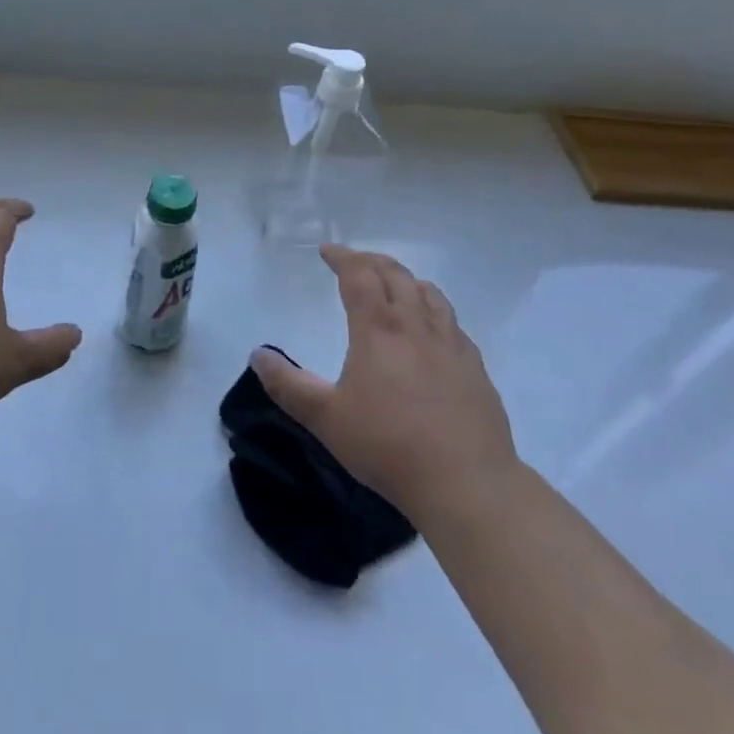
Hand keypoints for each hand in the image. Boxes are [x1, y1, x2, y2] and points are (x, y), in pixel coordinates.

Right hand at [251, 245, 518, 526]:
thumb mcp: (326, 419)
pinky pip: (452, 322)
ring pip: (428, 293)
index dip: (342, 257)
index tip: (328, 251)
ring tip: (395, 285)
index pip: (358, 275)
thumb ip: (288, 386)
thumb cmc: (388, 446)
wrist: (466, 482)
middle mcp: (415, 324)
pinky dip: (434, 310)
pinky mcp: (474, 366)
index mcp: (378, 328)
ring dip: (406, 280)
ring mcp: (450, 343)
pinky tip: (433, 330)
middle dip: (372, 262)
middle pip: (395, 275)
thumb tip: (258, 355)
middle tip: (356, 262)